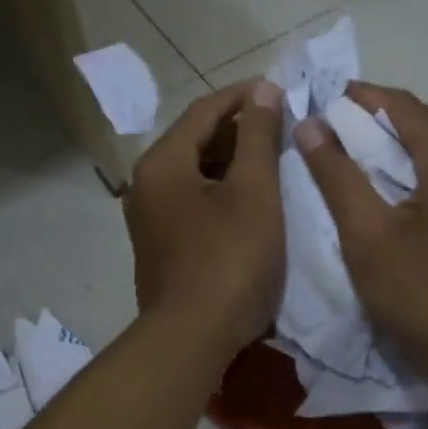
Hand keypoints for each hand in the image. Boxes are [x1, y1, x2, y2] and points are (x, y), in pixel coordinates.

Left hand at [125, 79, 286, 363]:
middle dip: (239, 129)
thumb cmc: (229, 260)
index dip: (243, 96)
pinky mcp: (161, 246)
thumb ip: (259, 137)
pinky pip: (192, 202)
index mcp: (162, 164)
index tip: (279, 89)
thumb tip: (264, 91)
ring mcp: (150, 219)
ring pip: (194, 174)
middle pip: (195, 141)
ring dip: (232, 161)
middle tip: (282, 125)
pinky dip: (221, 191)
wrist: (192, 338)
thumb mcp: (253, 192)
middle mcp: (146, 185)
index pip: (203, 112)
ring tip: (273, 158)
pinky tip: (251, 199)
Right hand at [293, 83, 427, 380]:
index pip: (403, 106)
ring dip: (388, 150)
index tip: (321, 95)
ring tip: (346, 156)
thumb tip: (310, 124)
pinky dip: (404, 177)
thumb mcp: (365, 231)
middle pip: (419, 128)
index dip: (361, 95)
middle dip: (372, 121)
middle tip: (327, 126)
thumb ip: (336, 174)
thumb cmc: (417, 289)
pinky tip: (380, 195)